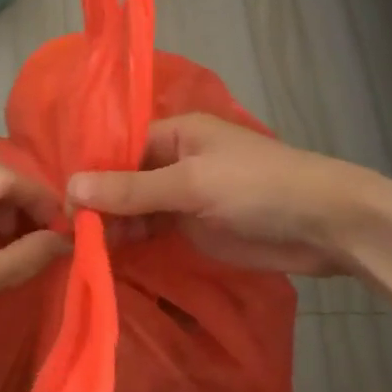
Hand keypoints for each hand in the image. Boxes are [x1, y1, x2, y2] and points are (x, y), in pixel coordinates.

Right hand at [67, 113, 370, 275]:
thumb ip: (132, 189)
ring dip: (114, 226)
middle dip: (100, 205)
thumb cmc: (258, 188)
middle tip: (73, 237)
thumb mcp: (191, 183)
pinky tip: (110, 257)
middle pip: (123, 181)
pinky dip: (134, 242)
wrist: (325, 226)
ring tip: (87, 250)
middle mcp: (174, 161)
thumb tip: (71, 187)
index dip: (91, 175)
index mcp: (174, 134)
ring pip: (135, 208)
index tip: (65, 207)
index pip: (118, 150)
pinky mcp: (194, 228)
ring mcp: (184, 197)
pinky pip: (153, 231)